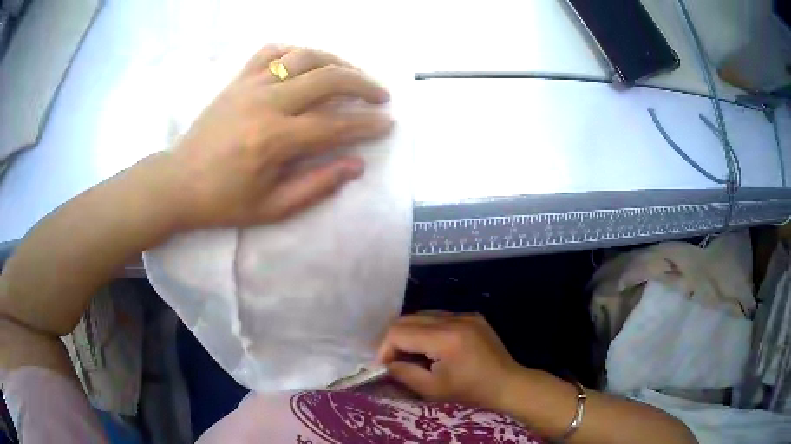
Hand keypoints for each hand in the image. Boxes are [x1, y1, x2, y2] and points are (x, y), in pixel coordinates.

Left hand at [166, 45, 392, 228]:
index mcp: (274, 140)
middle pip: (327, 78)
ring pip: (304, 56)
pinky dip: (295, 52)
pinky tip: (306, 63)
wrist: (178, 182)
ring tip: (351, 74)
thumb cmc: (223, 201)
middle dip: (362, 84)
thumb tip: (356, 165)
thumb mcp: (272, 208)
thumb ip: (317, 185)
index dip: (367, 124)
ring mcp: (250, 85)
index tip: (388, 124)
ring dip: (336, 61)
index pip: (335, 125)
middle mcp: (266, 103)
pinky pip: (271, 52)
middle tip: (380, 95)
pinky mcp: (237, 79)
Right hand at [377, 312, 520, 409]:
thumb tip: (386, 363)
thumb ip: (403, 373)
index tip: (384, 366)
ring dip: (410, 333)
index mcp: (445, 338)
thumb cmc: (470, 392)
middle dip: (394, 339)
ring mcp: (465, 314)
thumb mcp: (432, 389)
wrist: (507, 384)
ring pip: (422, 315)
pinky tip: (432, 347)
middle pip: (408, 318)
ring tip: (411, 354)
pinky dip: (427, 330)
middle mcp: (454, 319)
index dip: (385, 348)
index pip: (399, 332)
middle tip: (394, 360)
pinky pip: (440, 317)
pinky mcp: (472, 316)